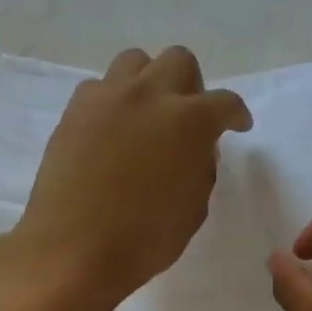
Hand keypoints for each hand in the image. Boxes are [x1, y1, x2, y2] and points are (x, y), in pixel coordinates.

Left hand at [17, 47, 251, 300]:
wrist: (73, 249)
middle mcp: (149, 96)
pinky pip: (99, 88)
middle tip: (188, 118)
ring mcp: (107, 99)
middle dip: (191, 86)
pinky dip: (112, 102)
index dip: (236, 114)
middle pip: (179, 61)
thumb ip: (200, 169)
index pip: (225, 102)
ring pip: (134, 62)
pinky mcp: (74, 112)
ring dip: (149, 82)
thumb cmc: (143, 239)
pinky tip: (111, 131)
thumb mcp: (193, 209)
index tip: (237, 125)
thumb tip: (194, 150)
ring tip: (146, 115)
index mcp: (189, 121)